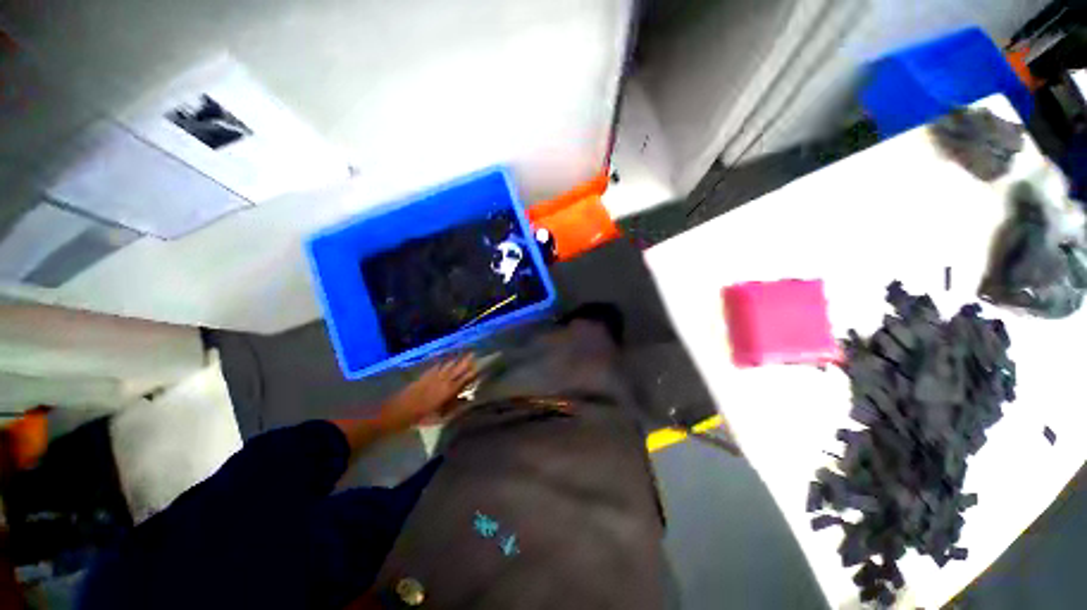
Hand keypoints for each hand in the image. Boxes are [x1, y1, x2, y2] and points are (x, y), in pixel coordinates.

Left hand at [379, 355, 477, 430]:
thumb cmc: (420, 418)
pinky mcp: (424, 376)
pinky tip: (445, 360)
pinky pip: (436, 366)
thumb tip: (467, 399)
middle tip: (474, 354)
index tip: (478, 366)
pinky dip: (443, 362)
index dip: (471, 373)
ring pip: (447, 365)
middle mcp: (442, 381)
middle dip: (466, 361)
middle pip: (457, 369)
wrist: (398, 411)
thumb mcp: (440, 417)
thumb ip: (454, 407)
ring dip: (456, 359)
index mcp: (448, 392)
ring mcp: (433, 377)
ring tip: (463, 354)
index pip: (463, 379)